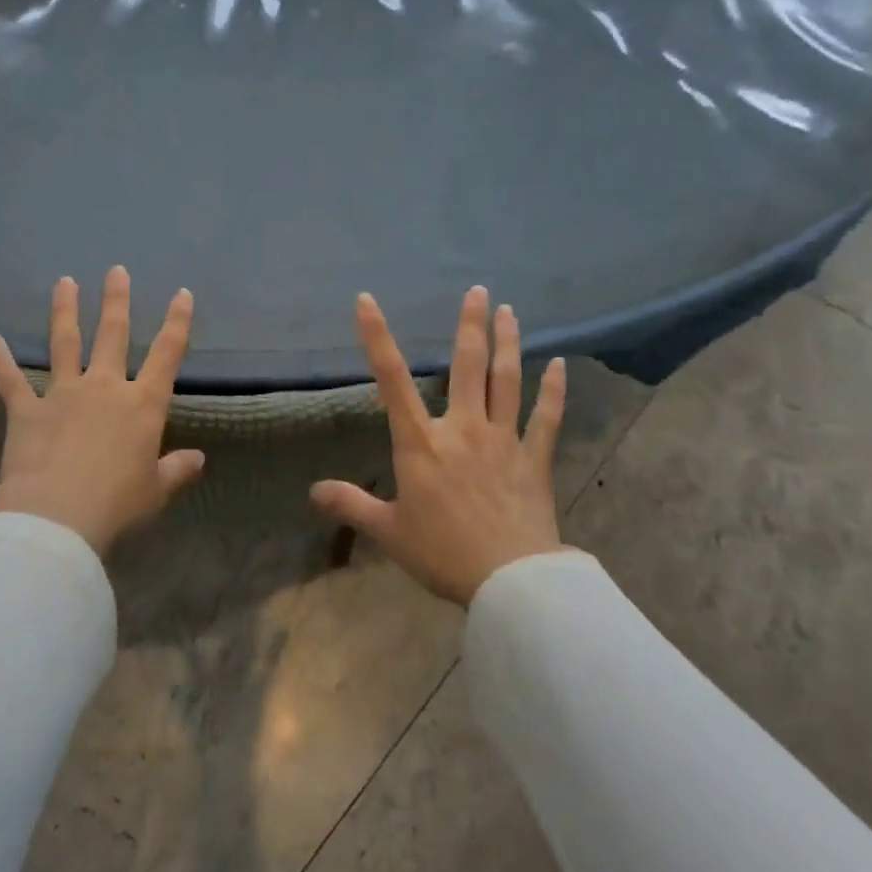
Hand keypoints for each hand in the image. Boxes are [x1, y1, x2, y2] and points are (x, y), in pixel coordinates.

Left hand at [0, 267, 204, 556]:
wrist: (57, 516)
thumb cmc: (116, 504)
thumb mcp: (155, 491)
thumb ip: (176, 470)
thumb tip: (198, 459)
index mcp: (142, 405)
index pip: (167, 354)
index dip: (177, 322)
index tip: (182, 294)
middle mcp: (104, 388)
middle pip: (113, 335)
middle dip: (116, 301)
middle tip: (116, 271)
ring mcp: (62, 394)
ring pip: (65, 343)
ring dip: (65, 311)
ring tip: (64, 282)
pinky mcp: (26, 411)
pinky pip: (10, 381)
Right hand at [311, 287, 575, 604]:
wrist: (509, 581)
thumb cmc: (442, 553)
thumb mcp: (388, 532)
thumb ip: (351, 505)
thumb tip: (312, 491)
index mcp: (421, 443)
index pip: (392, 380)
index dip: (376, 337)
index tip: (367, 301)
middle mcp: (463, 429)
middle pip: (466, 366)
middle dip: (469, 325)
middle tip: (478, 290)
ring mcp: (503, 440)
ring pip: (506, 381)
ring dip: (507, 343)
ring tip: (508, 311)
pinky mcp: (534, 458)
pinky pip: (546, 417)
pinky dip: (553, 390)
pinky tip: (559, 365)